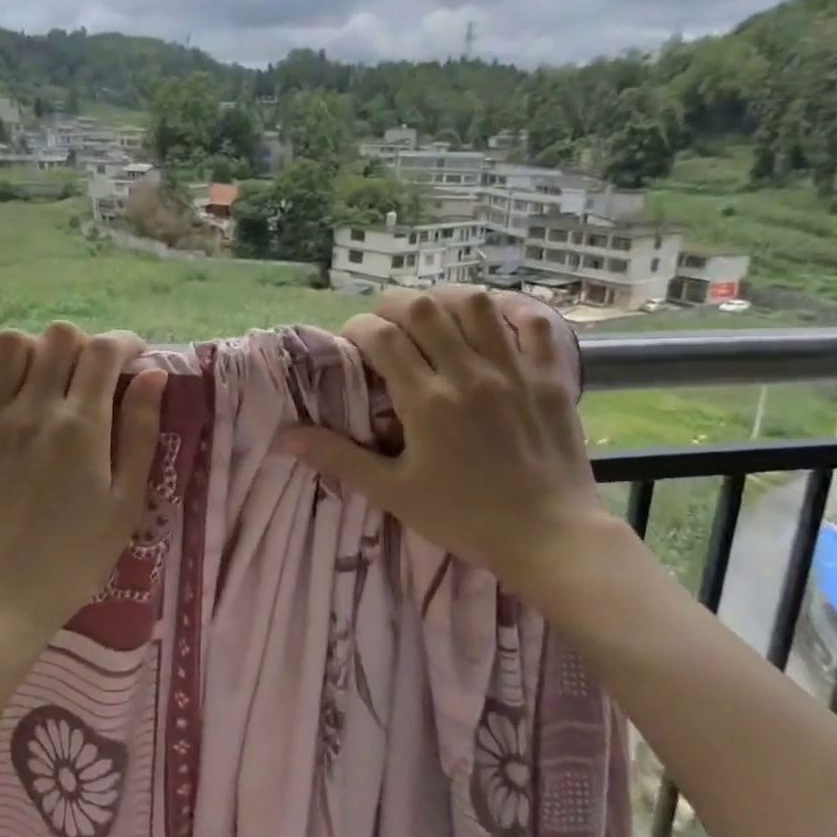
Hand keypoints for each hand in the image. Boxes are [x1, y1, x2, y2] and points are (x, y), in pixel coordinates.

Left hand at [0, 324, 168, 660]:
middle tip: (89, 375)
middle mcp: (32, 409)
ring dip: (33, 349)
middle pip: (59, 337)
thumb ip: (141, 434)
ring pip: (7, 344)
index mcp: (81, 427)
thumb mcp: (125, 505)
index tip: (133, 358)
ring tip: (40, 377)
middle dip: (84, 345)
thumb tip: (154, 376)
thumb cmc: (70, 561)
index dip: (125, 343)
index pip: (105, 351)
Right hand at [277, 287, 614, 599]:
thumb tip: (285, 436)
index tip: (353, 341)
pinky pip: (533, 323)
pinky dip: (511, 311)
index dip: (359, 328)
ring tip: (434, 315)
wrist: (548, 536)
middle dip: (394, 305)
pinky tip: (493, 321)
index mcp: (427, 400)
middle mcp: (468, 373)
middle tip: (387, 324)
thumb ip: (339, 458)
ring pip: (476, 304)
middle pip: (423, 308)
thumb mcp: (394, 493)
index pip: (381, 337)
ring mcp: (514, 370)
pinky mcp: (550, 376)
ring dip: (446, 299)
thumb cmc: (465, 517)